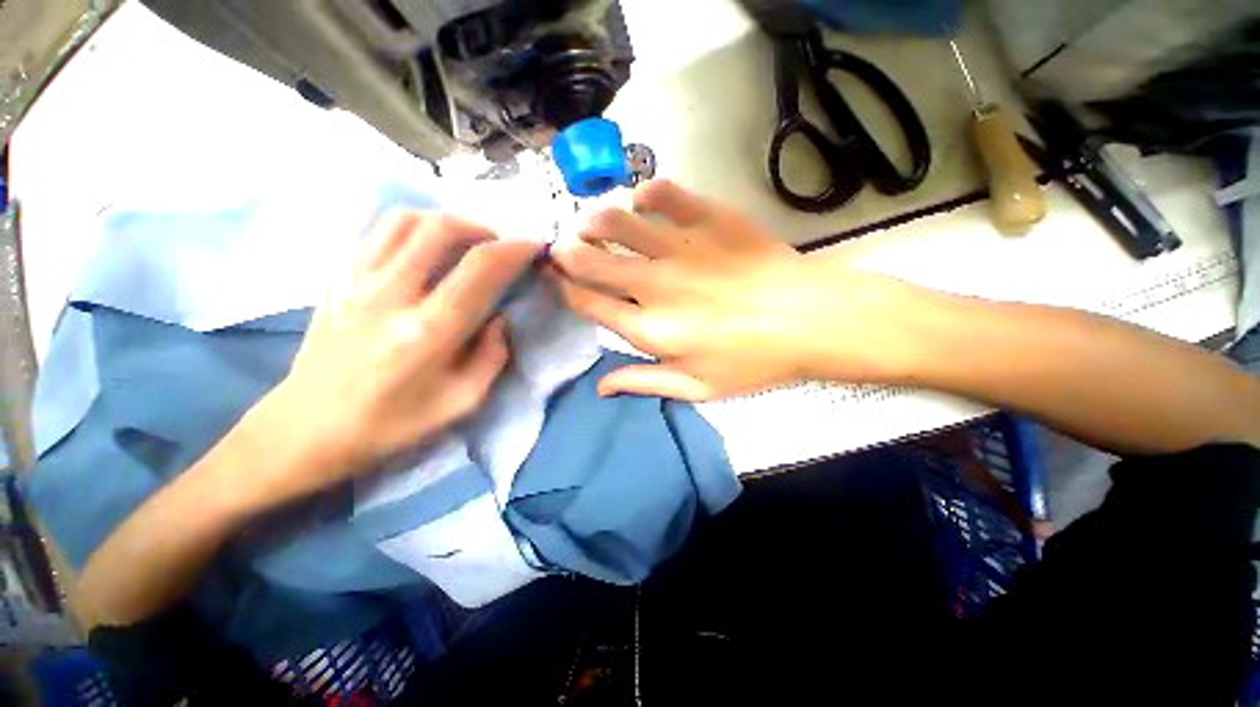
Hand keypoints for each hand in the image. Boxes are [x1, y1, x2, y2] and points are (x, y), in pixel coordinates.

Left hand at [252, 211, 541, 503]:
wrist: (307, 429)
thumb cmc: (391, 423)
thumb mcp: (462, 402)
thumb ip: (492, 356)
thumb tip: (500, 319)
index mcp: (430, 330)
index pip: (481, 269)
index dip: (515, 250)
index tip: (534, 248)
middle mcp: (392, 295)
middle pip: (441, 229)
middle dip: (482, 229)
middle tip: (497, 247)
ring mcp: (357, 281)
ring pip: (406, 220)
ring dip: (446, 223)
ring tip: (463, 242)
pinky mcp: (337, 279)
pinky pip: (378, 233)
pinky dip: (411, 230)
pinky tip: (423, 251)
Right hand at [551, 180, 907, 400]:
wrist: (812, 320)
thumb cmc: (754, 362)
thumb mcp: (697, 388)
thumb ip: (644, 383)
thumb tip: (600, 387)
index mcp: (650, 329)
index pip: (589, 304)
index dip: (566, 289)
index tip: (557, 278)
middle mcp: (655, 286)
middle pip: (593, 261)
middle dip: (569, 252)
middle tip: (564, 246)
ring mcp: (682, 249)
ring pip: (619, 223)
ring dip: (595, 220)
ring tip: (591, 222)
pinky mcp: (711, 220)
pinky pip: (666, 195)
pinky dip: (646, 193)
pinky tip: (641, 199)